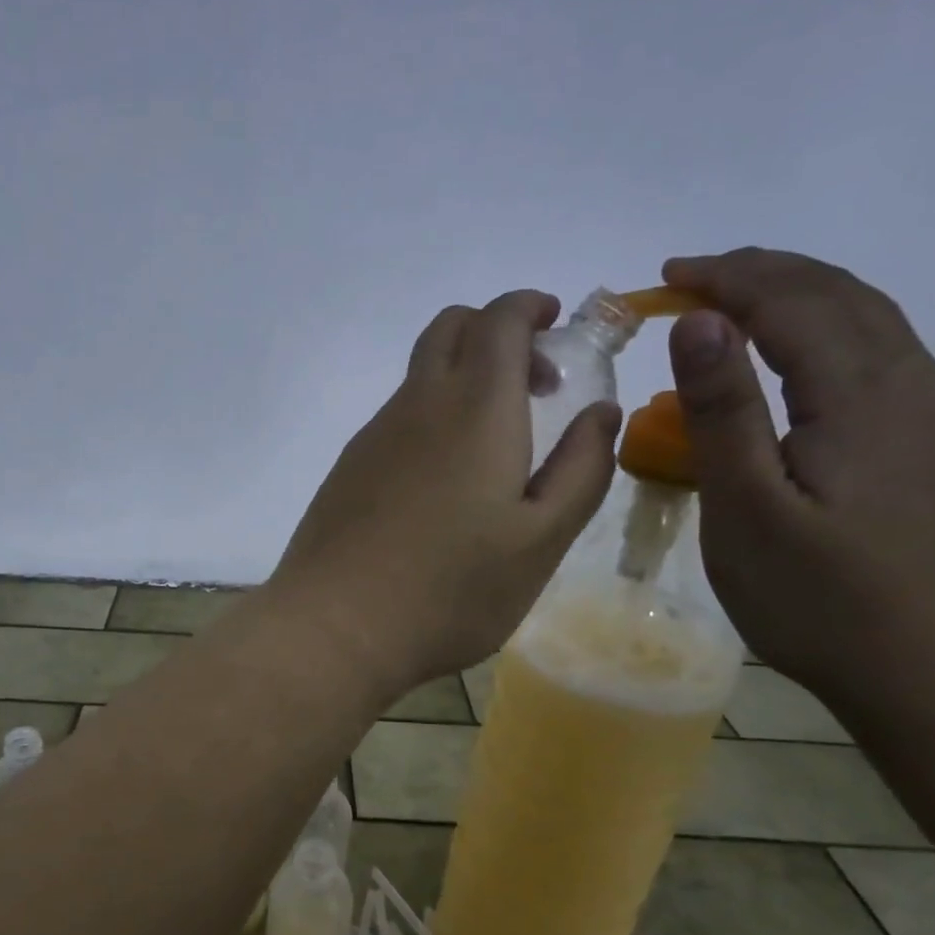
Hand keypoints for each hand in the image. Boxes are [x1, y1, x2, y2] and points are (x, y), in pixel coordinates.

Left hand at [268, 290, 619, 693]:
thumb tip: (601, 412)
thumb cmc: (449, 590)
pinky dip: (431, 415)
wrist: (333, 626)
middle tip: (534, 383)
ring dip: (463, 379)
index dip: (528, 307)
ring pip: (420, 375)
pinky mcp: (347, 468)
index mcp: (474, 408)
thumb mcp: (540, 540)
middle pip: (449, 330)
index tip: (555, 323)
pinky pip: (396, 417)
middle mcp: (417, 406)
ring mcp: (373, 436)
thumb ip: (581, 469)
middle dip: (496, 332)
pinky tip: (443, 481)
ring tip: (497, 443)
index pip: (497, 319)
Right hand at [661, 248, 934, 709]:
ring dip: (796, 299)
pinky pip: (879, 359)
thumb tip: (697, 321)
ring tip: (731, 306)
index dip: (725, 278)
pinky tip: (792, 363)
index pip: (792, 302)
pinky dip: (823, 335)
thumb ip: (723, 410)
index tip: (663, 275)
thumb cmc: (824, 600)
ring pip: (868, 322)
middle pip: (839, 296)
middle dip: (761, 274)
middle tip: (689, 279)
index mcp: (866, 394)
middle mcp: (918, 384)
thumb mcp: (748, 509)